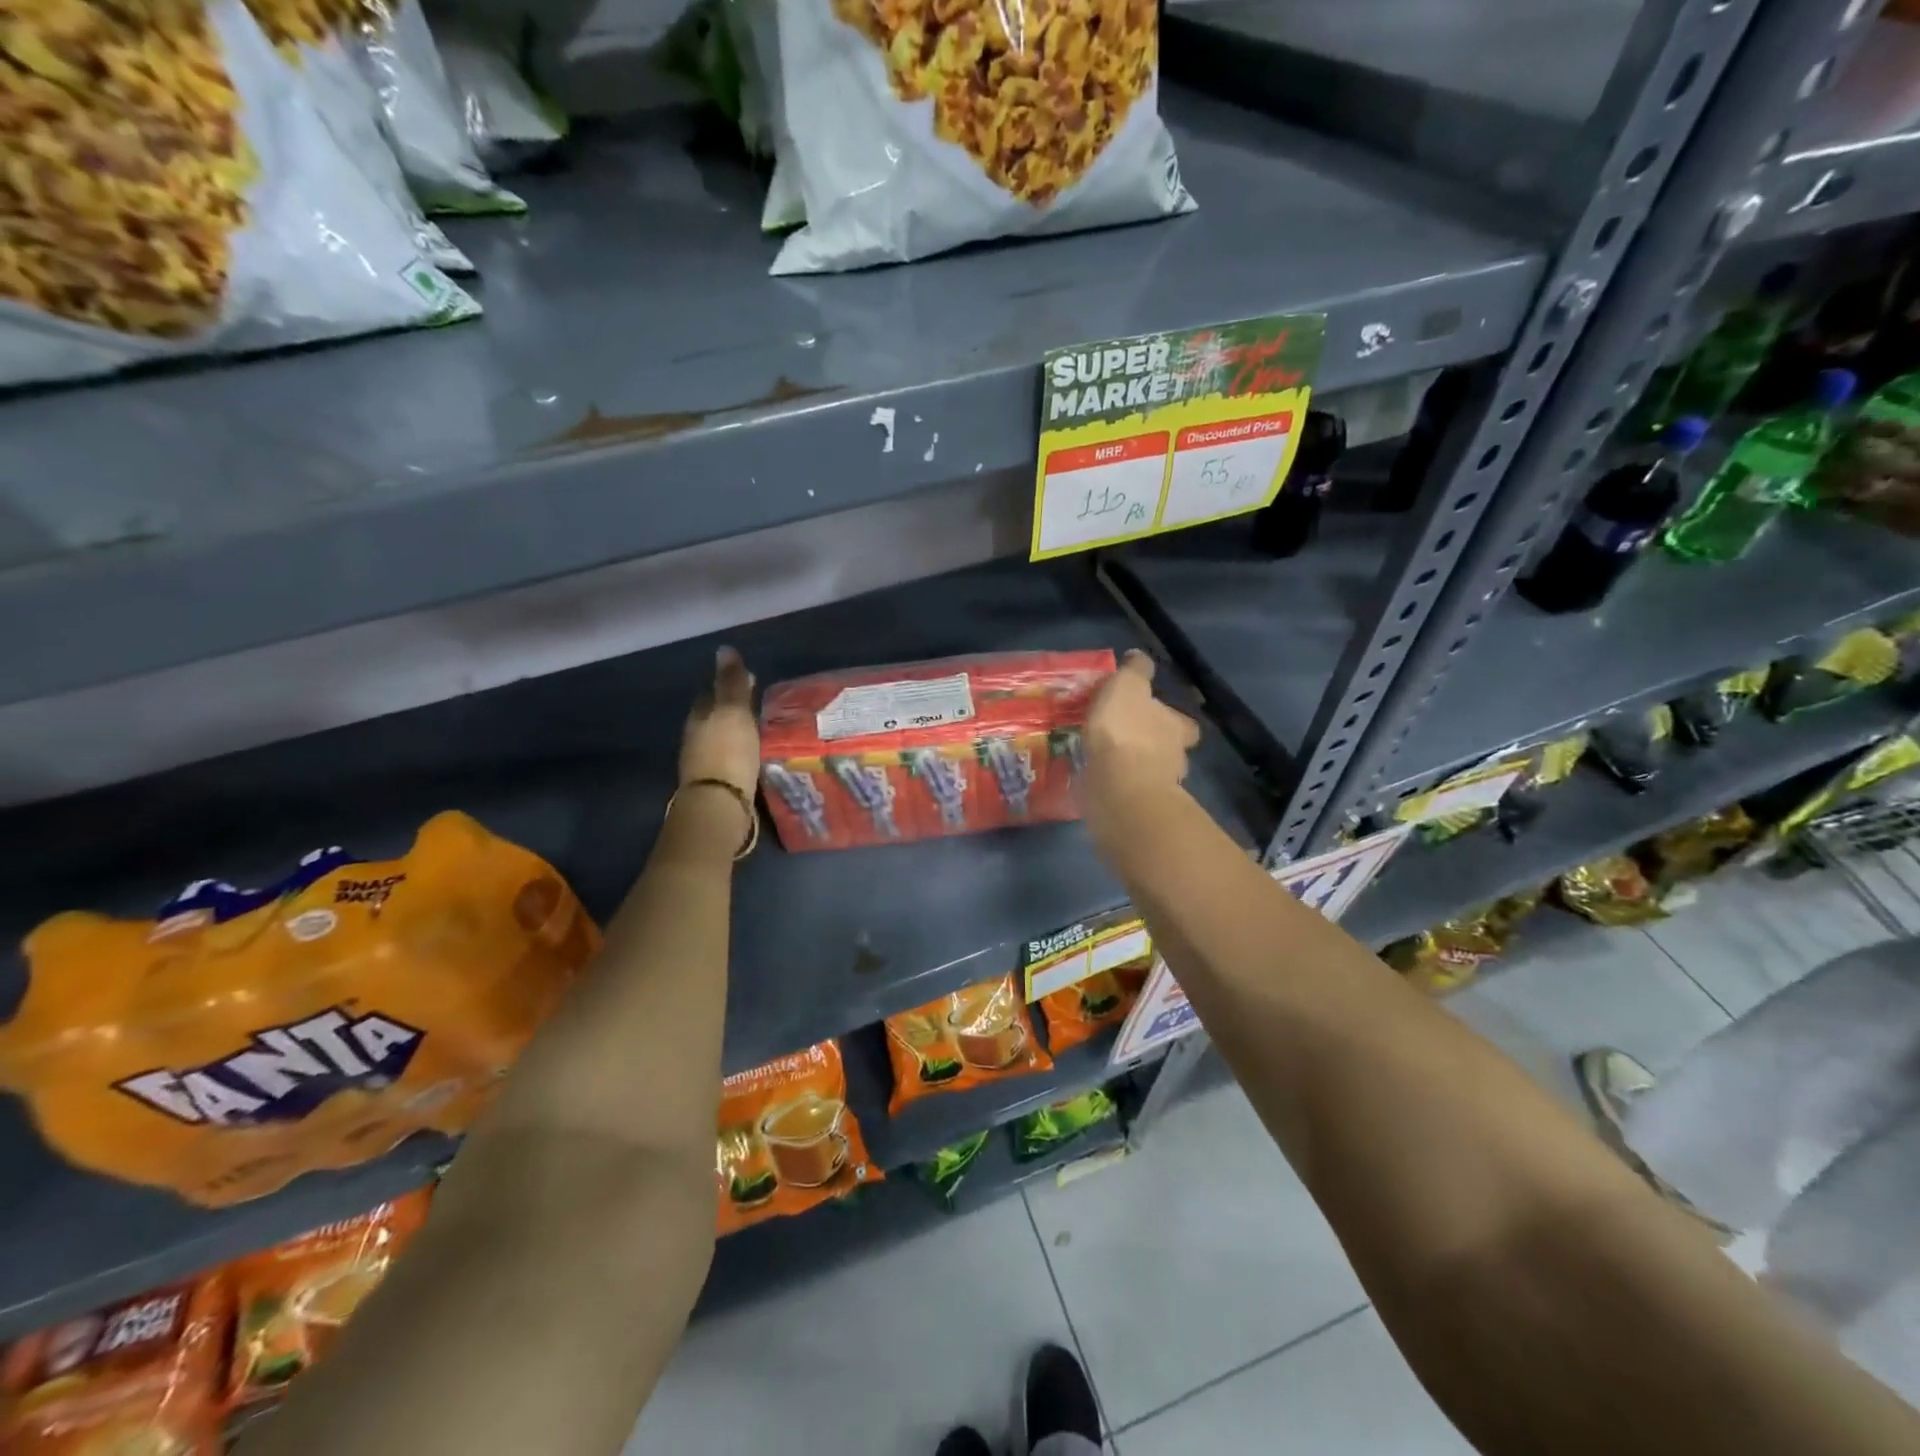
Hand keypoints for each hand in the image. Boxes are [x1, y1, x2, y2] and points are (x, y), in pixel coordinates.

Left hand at [680, 646, 759, 799]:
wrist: (720, 805)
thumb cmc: (728, 752)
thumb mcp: (733, 711)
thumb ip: (731, 683)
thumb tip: (724, 649)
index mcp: (699, 716)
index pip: (711, 691)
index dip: (728, 683)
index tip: (750, 678)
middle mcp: (696, 737)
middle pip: (714, 715)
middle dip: (732, 707)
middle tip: (757, 702)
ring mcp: (704, 762)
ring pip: (721, 737)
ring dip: (736, 730)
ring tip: (759, 727)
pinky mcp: (717, 783)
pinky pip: (729, 758)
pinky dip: (740, 751)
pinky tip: (753, 752)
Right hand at [1083, 650, 1199, 795]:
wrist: (1119, 788)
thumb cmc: (1126, 731)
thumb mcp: (1127, 687)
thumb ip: (1135, 672)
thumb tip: (1139, 656)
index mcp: (1177, 728)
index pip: (1183, 722)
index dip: (1171, 717)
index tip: (1152, 714)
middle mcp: (1174, 758)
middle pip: (1168, 750)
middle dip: (1152, 745)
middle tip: (1126, 739)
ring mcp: (1157, 787)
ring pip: (1149, 774)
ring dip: (1133, 767)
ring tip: (1107, 761)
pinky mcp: (1136, 808)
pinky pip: (1127, 793)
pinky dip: (1117, 786)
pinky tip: (1099, 781)